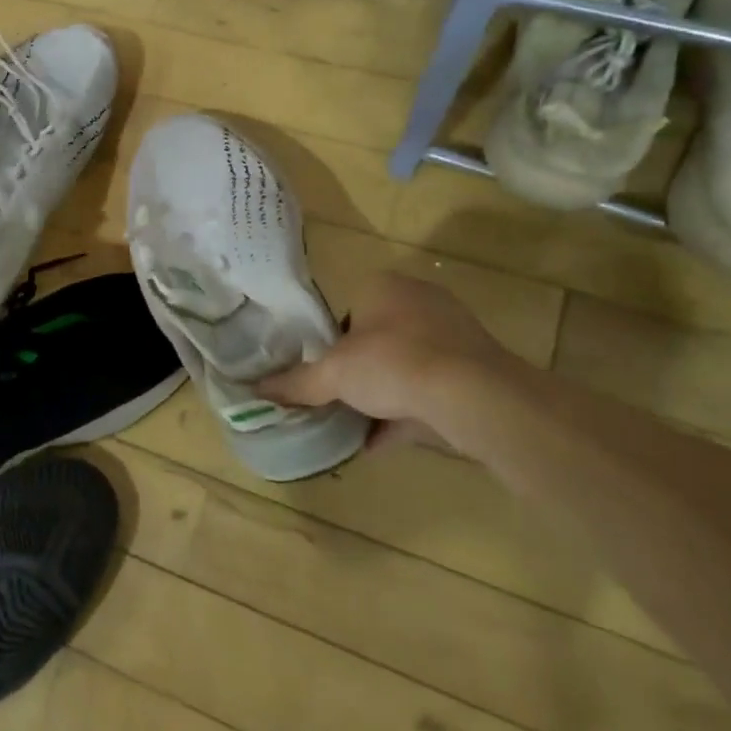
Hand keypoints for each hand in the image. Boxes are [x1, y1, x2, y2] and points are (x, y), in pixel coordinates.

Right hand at [256, 272, 518, 445]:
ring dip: (381, 396)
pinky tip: (379, 443)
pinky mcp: (475, 371)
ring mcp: (453, 336)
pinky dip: (404, 415)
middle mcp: (420, 302)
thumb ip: (296, 383)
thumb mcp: (332, 375)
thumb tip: (255, 389)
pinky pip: (429, 392)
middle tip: (336, 397)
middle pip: (376, 339)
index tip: (320, 371)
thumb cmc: (393, 364)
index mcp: (384, 287)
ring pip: (405, 367)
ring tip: (352, 424)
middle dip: (357, 371)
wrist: (473, 396)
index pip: (347, 310)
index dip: (330, 342)